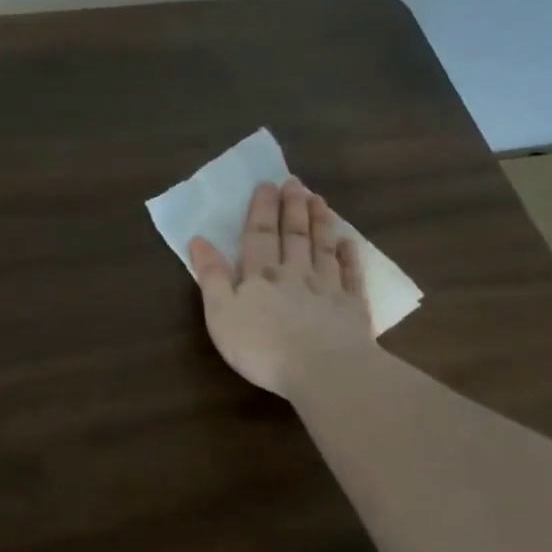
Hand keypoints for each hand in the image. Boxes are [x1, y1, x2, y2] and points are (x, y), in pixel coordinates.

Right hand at [189, 177, 374, 400]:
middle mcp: (294, 273)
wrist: (321, 369)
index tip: (267, 184)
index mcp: (259, 275)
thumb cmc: (261, 346)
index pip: (259, 236)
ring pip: (322, 248)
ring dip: (320, 222)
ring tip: (319, 200)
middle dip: (292, 207)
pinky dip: (349, 256)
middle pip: (293, 235)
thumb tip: (199, 240)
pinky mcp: (352, 307)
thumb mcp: (220, 314)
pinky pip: (351, 275)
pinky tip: (349, 243)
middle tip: (295, 182)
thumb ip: (210, 276)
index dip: (261, 210)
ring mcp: (327, 288)